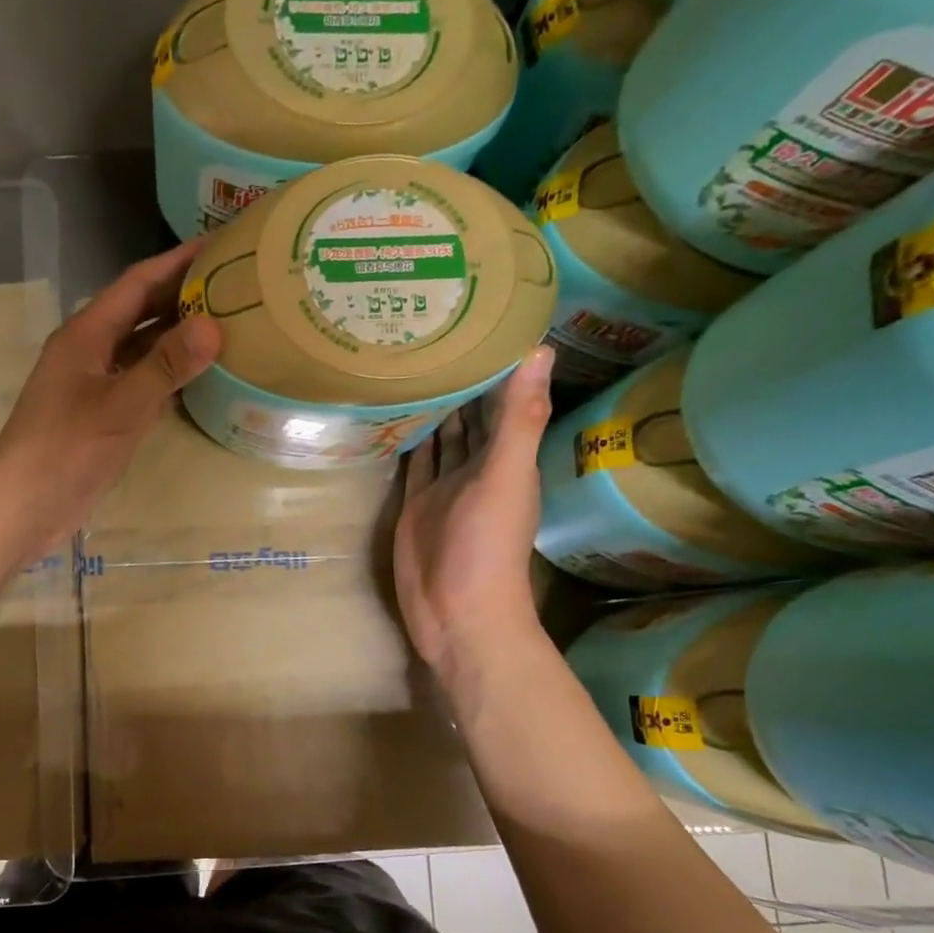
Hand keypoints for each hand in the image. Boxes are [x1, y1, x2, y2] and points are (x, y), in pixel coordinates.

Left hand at [0, 240, 220, 551]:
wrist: (26, 503)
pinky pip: (143, 384)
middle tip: (234, 285)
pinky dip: (170, 377)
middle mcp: (92, 351)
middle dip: (183, 296)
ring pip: (144, 350)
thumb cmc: (66, 448)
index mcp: (87, 334)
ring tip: (228, 325)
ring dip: (179, 338)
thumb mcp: (120, 405)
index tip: (219, 245)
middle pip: (142, 313)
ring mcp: (97, 385)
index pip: (137, 284)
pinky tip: (201, 378)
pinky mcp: (104, 416)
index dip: (176, 262)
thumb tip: (213, 326)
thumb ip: (165, 366)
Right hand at [393, 346, 554, 688]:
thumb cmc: (487, 547)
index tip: (478, 319)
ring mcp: (442, 486)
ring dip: (432, 405)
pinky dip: (408, 439)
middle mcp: (476, 466)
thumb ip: (519, 419)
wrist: (457, 613)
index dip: (496, 363)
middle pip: (469, 414)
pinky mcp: (414, 505)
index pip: (503, 399)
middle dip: (459, 378)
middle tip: (434, 331)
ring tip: (412, 361)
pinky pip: (412, 463)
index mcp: (507, 457)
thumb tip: (539, 349)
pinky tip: (394, 413)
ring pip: (440, 436)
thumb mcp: (506, 478)